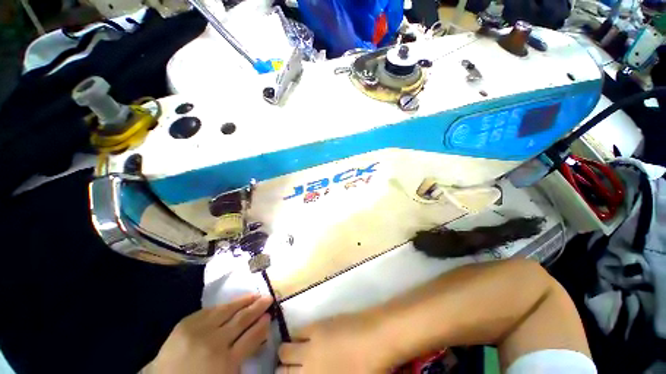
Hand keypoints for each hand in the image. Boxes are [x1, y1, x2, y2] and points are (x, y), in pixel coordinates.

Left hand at [145, 294, 272, 373]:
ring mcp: (199, 331)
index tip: (270, 316)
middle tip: (269, 298)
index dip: (263, 325)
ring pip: (228, 310)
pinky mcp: (186, 324)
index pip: (252, 337)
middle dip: (258, 307)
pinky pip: (210, 310)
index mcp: (226, 363)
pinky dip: (224, 305)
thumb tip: (260, 333)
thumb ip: (244, 356)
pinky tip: (232, 302)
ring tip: (255, 294)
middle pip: (242, 320)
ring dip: (244, 301)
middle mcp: (215, 343)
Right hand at [277, 313, 387, 373]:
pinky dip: (299, 335)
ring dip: (288, 349)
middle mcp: (308, 361)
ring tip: (294, 352)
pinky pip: (301, 330)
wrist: (376, 338)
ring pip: (287, 345)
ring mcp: (313, 340)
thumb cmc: (367, 370)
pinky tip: (304, 338)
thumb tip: (315, 371)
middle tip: (289, 368)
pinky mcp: (320, 323)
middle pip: (283, 361)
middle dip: (282, 366)